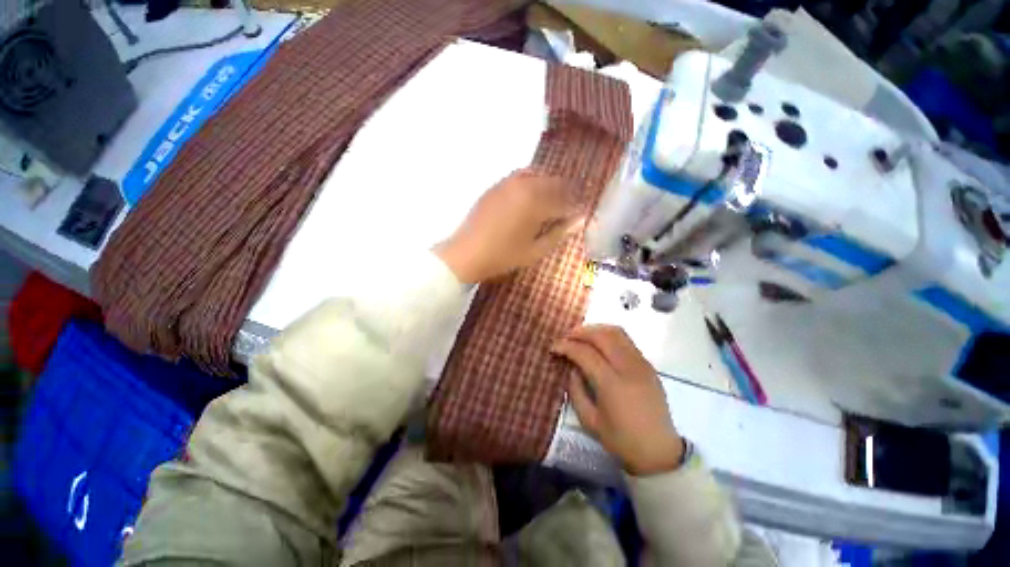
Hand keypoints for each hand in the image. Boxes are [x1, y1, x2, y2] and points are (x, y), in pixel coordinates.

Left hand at [434, 170, 583, 283]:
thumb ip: (559, 233)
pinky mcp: (496, 186)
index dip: (576, 206)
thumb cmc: (503, 257)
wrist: (466, 253)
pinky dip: (533, 183)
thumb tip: (580, 220)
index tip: (581, 214)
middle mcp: (524, 185)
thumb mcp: (535, 251)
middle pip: (554, 182)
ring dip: (550, 186)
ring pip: (539, 175)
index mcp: (536, 203)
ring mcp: (508, 183)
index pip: (566, 199)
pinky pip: (521, 176)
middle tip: (570, 208)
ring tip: (553, 202)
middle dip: (566, 193)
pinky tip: (532, 197)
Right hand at [551, 325, 685, 475]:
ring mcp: (642, 364)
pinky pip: (626, 340)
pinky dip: (608, 336)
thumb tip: (572, 367)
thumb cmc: (621, 440)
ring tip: (581, 338)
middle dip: (580, 332)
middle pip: (602, 336)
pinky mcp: (649, 365)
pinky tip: (599, 345)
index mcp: (612, 385)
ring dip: (595, 330)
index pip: (585, 353)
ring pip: (616, 332)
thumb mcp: (589, 421)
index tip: (554, 347)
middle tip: (566, 338)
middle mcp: (629, 368)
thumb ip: (576, 390)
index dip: (567, 346)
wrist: (659, 452)